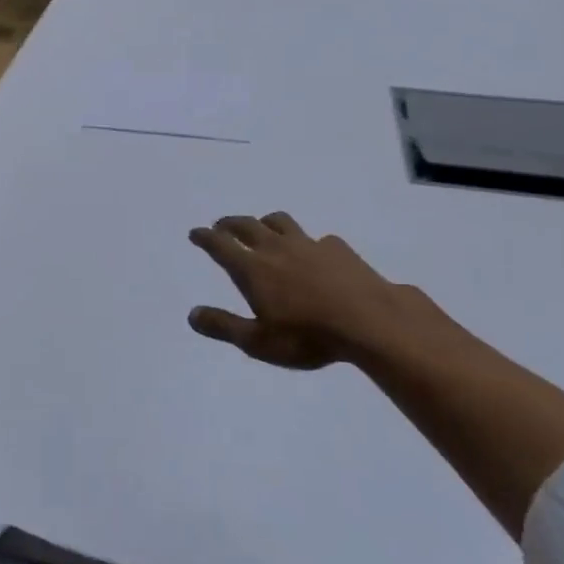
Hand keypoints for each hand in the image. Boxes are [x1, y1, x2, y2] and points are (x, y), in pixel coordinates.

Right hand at [187, 213, 415, 370]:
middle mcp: (276, 249)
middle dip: (230, 224)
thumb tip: (192, 314)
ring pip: (280, 222)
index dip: (205, 237)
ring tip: (262, 227)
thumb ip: (223, 326)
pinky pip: (316, 238)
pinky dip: (307, 242)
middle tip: (221, 226)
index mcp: (253, 269)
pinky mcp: (338, 249)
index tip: (195, 232)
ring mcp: (309, 245)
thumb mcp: (258, 342)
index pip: (221, 245)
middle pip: (247, 226)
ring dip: (265, 222)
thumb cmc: (307, 336)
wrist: (371, 322)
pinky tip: (314, 253)